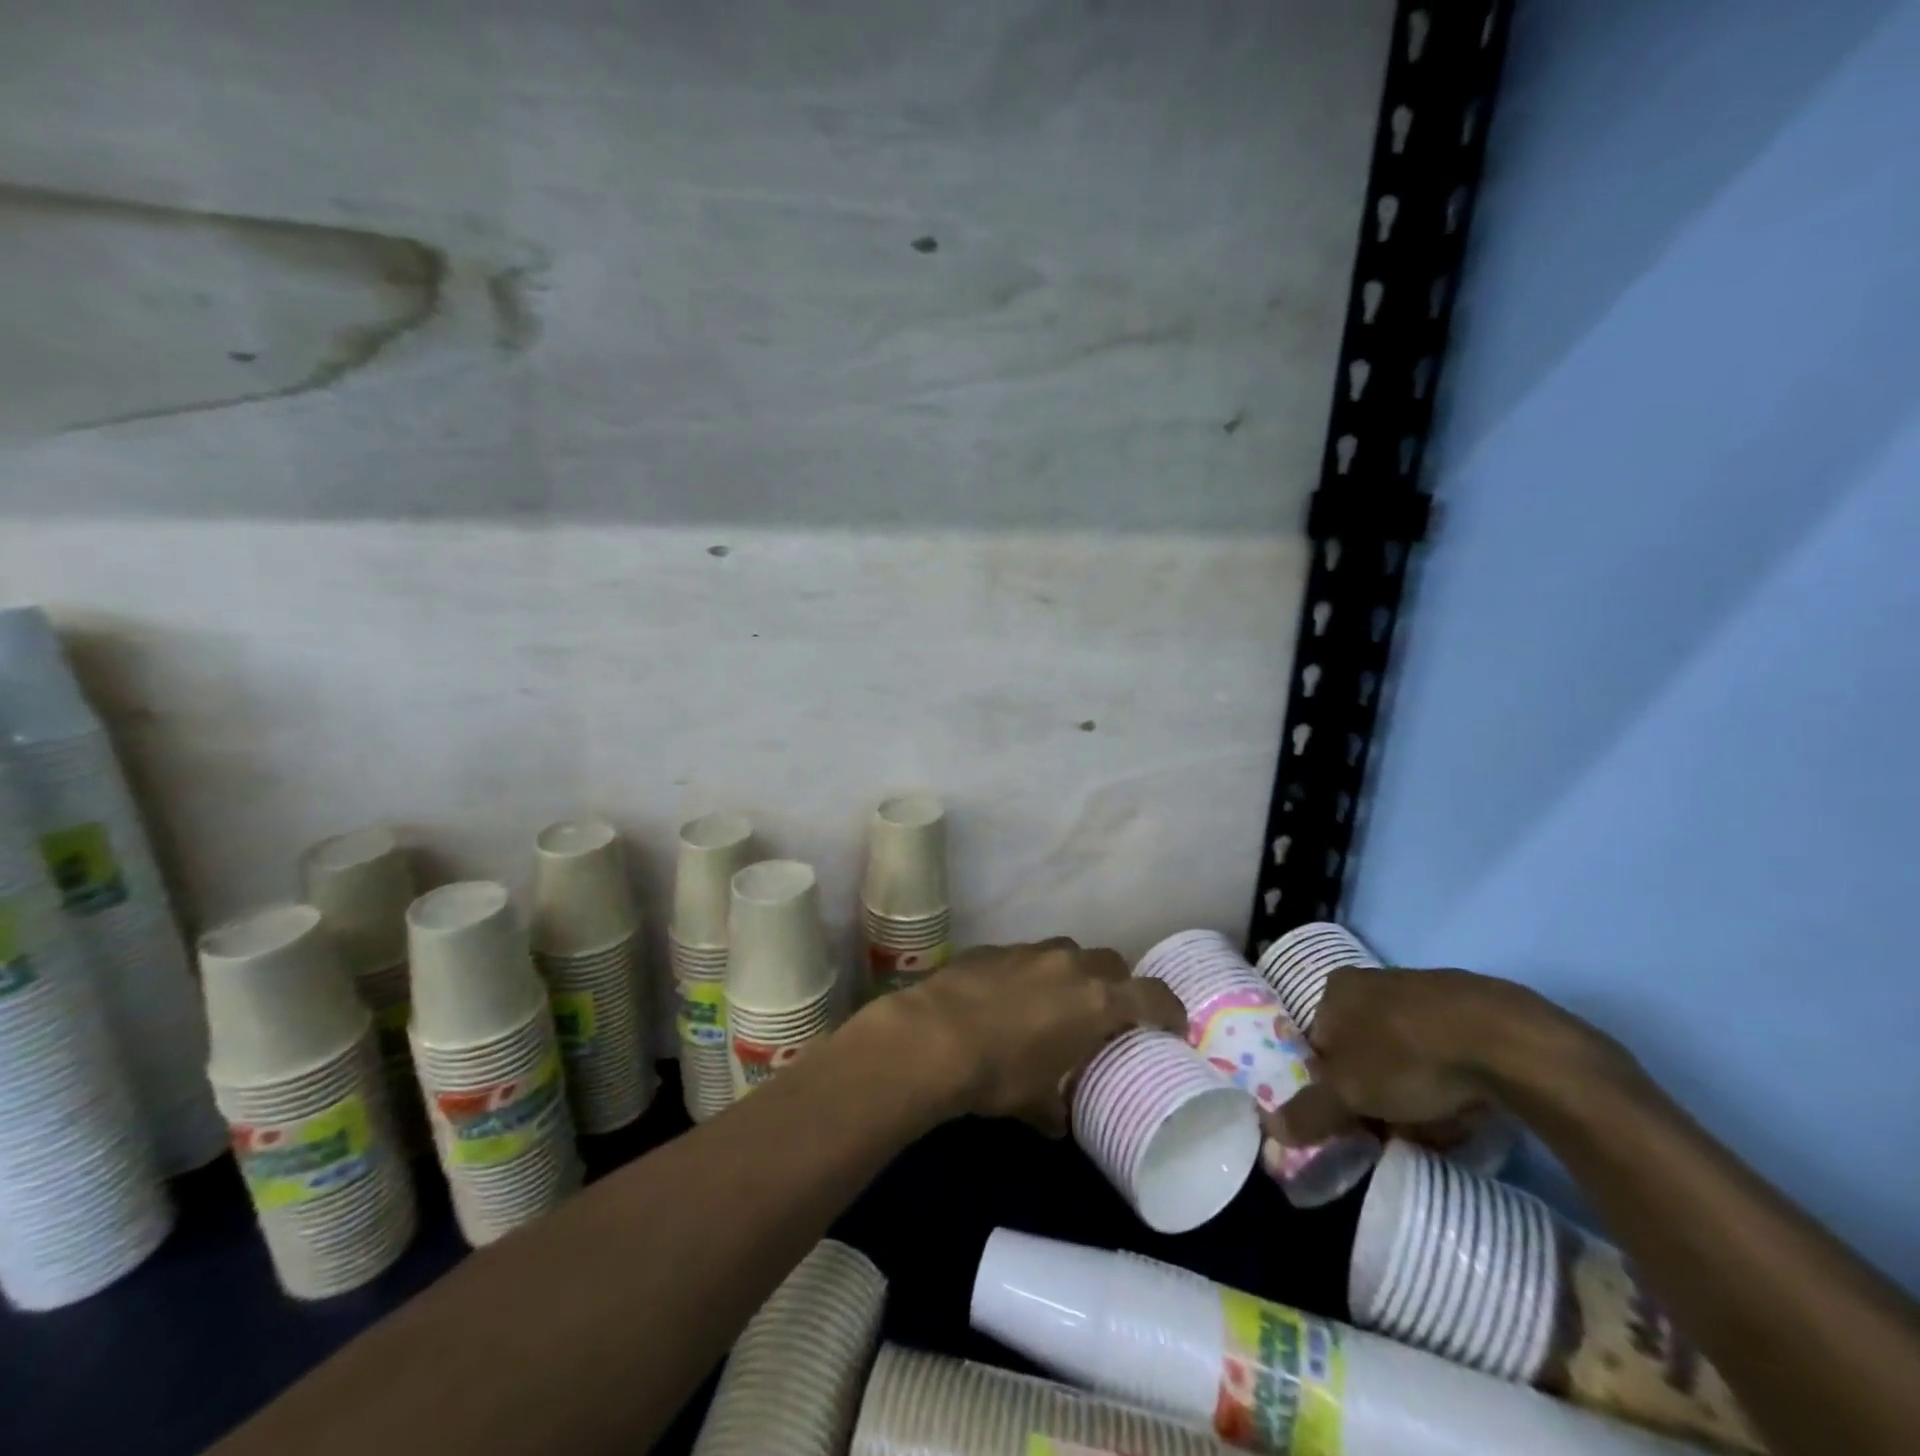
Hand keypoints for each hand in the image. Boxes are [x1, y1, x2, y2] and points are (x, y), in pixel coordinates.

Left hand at [866, 938, 1186, 1134]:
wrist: (933, 1036)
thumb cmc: (998, 1073)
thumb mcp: (1034, 1101)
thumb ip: (1054, 1108)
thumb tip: (1057, 1121)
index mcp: (1095, 1000)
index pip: (1152, 995)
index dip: (1168, 1009)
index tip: (1173, 1025)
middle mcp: (1069, 965)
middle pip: (1111, 962)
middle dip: (1117, 985)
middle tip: (1108, 1014)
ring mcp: (1029, 951)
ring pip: (1067, 952)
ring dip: (1072, 974)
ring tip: (1056, 1003)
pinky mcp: (993, 948)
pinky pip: (1025, 956)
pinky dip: (1029, 973)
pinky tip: (1008, 998)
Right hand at [1264, 965, 1609, 1145]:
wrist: (1508, 1041)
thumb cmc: (1407, 1056)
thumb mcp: (1349, 1092)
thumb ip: (1309, 1111)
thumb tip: (1269, 1129)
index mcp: (1337, 988)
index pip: (1319, 1042)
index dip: (1331, 1085)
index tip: (1350, 1121)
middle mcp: (1375, 981)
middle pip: (1363, 1050)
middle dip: (1375, 1094)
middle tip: (1392, 1131)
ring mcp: (1427, 992)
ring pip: (1406, 1055)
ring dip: (1414, 1095)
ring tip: (1434, 1130)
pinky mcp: (1476, 1010)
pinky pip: (1449, 1053)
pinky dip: (1451, 1083)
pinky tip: (1467, 1111)